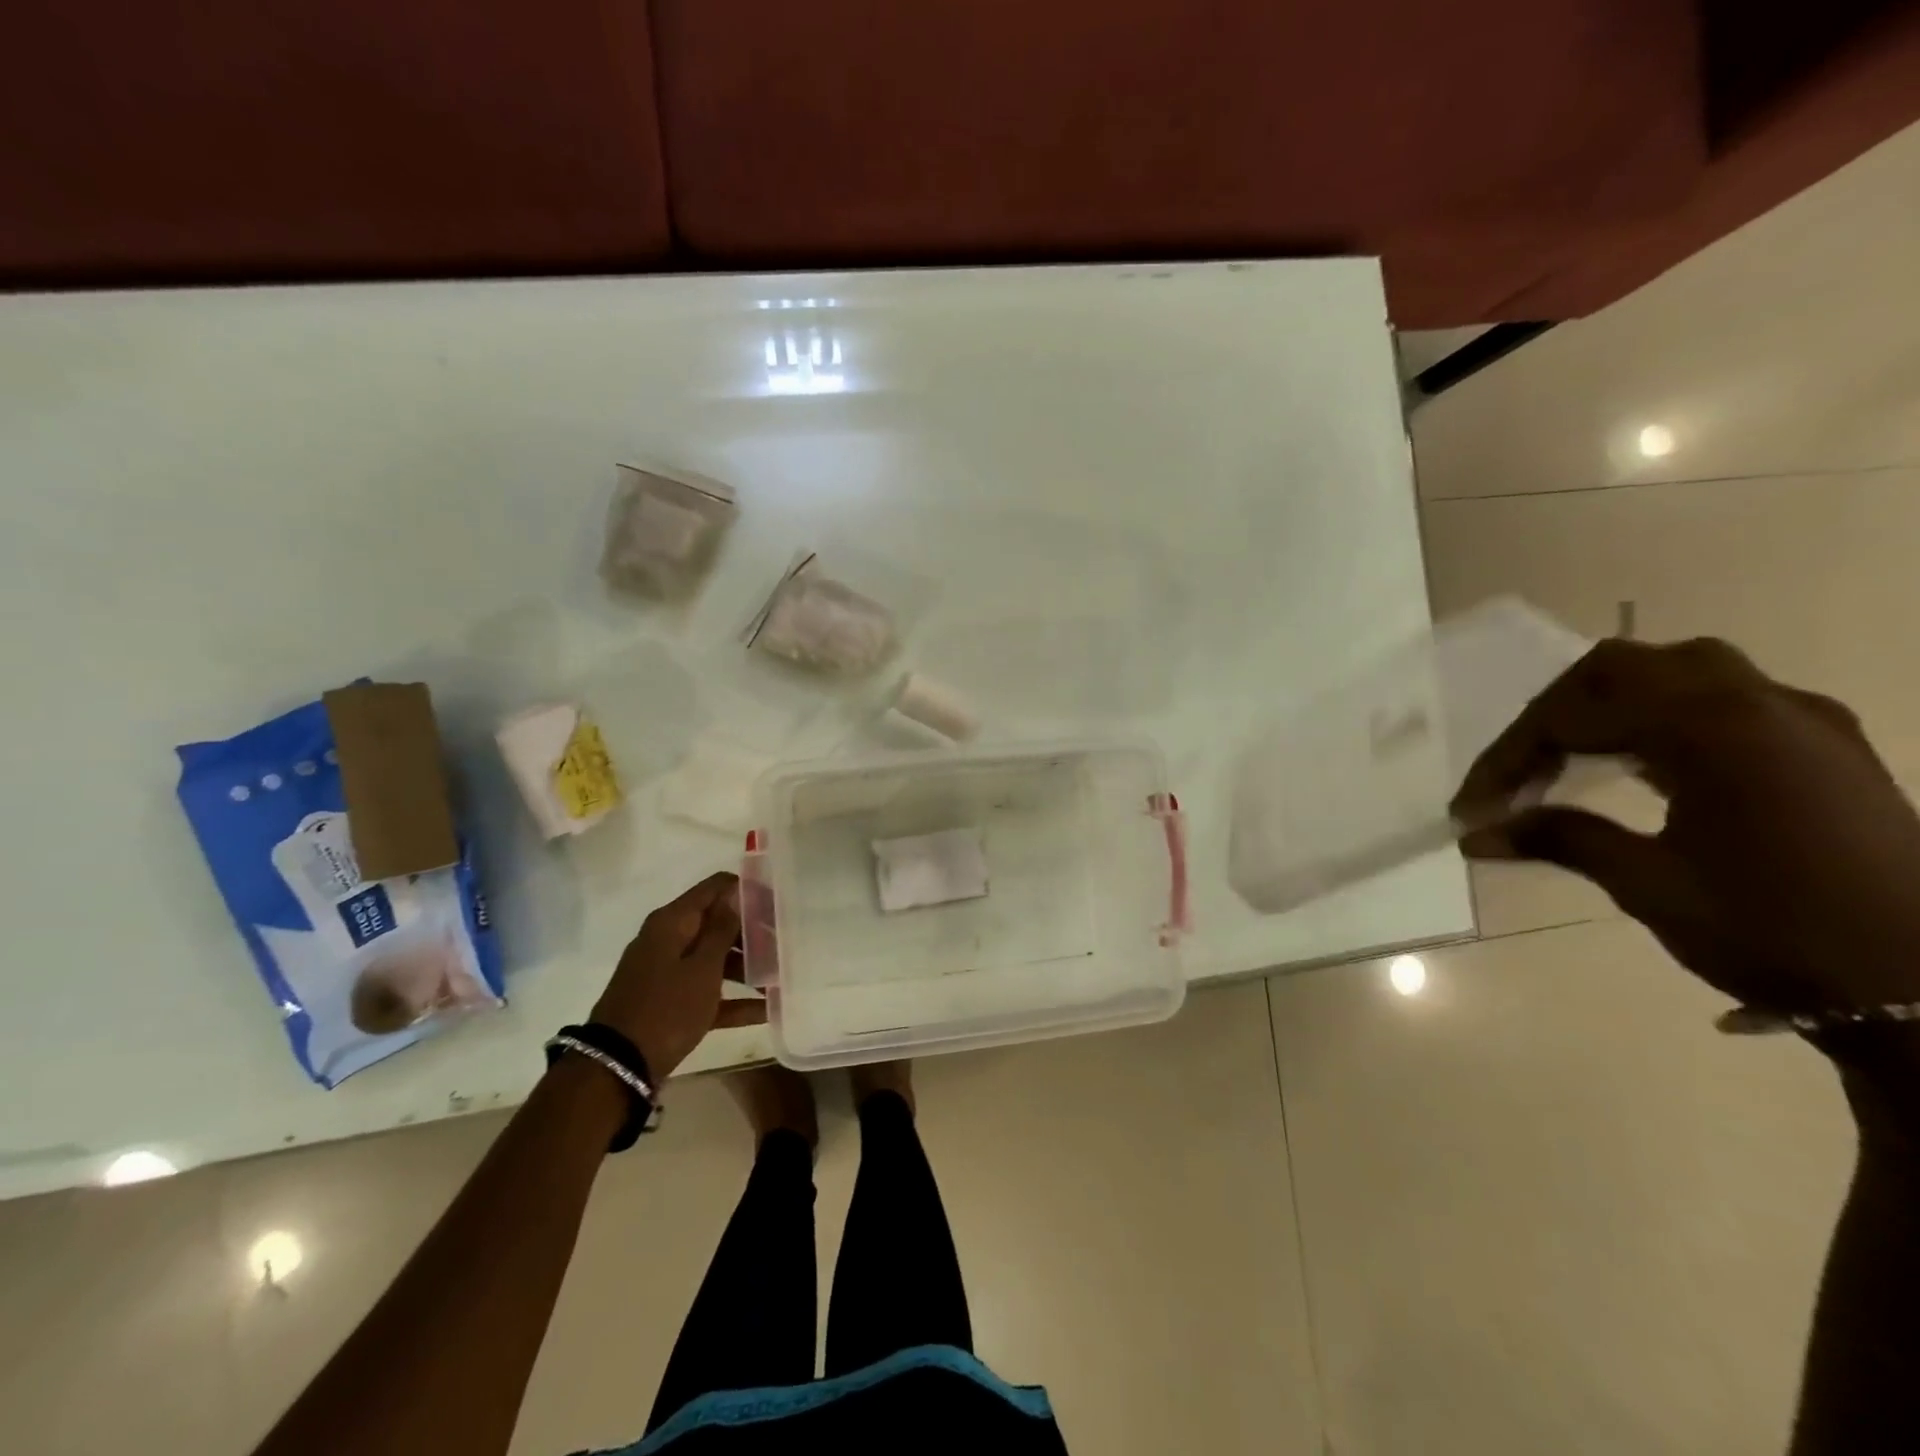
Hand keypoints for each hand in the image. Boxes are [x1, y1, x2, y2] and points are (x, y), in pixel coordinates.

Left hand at [590, 873, 766, 1079]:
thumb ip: (721, 929)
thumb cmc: (666, 1009)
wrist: (618, 1068)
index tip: (778, 903)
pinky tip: (765, 1011)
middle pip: (717, 923)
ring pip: (714, 958)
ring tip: (780, 978)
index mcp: (672, 922)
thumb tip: (734, 893)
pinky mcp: (669, 1001)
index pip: (715, 888)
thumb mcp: (702, 968)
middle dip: (752, 933)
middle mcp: (668, 940)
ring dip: (746, 967)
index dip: (747, 890)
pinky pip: (706, 991)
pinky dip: (732, 999)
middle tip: (785, 944)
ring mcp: (667, 971)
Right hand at [1452, 637, 1919, 1017]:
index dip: (1508, 760)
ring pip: (1675, 673)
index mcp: (1711, 729)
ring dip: (1607, 709)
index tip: (1471, 809)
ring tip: (1568, 763)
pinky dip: (1660, 720)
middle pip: (1619, 669)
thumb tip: (1475, 835)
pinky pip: (1722, 701)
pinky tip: (1641, 767)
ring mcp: (1801, 720)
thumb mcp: (1648, 885)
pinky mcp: (1824, 746)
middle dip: (1552, 715)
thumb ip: (1558, 839)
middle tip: (1517, 773)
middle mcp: (1759, 703)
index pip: (1572, 716)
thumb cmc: (1777, 932)